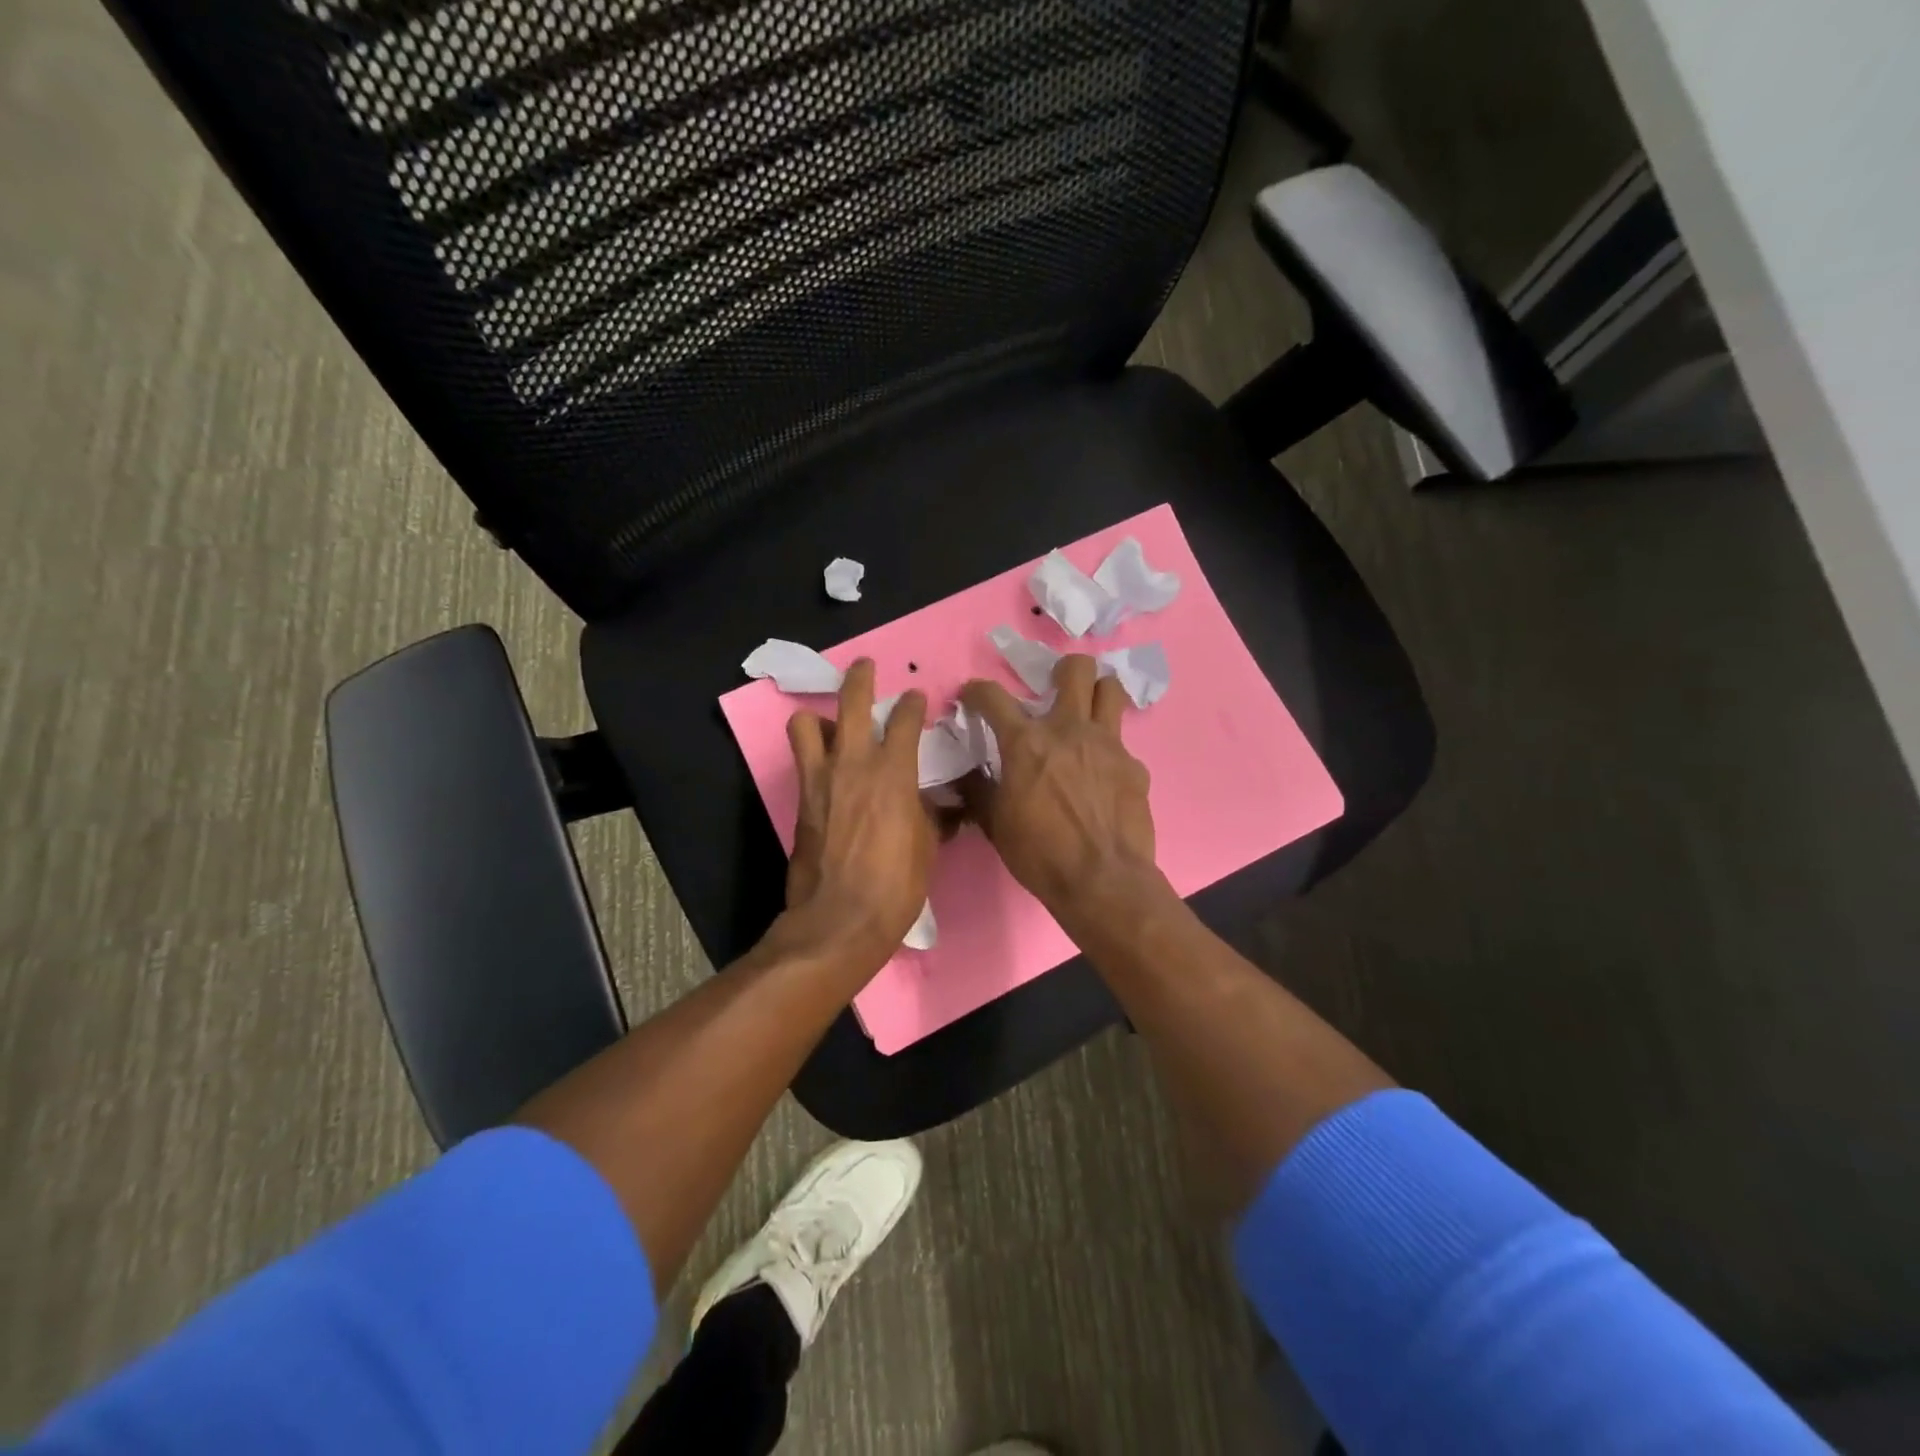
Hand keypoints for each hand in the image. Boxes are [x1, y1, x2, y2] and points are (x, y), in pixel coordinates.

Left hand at [784, 659, 933, 967]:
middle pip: (853, 701)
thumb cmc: (896, 886)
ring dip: (821, 717)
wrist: (840, 918)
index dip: (914, 704)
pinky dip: (812, 751)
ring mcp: (822, 778)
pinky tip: (825, 764)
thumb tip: (944, 808)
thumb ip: (933, 816)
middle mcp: (855, 763)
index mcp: (895, 773)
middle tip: (866, 667)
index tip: (918, 698)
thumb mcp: (928, 847)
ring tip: (834, 725)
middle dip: (861, 677)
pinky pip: (802, 759)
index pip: (906, 720)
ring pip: (807, 723)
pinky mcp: (801, 799)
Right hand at [959, 654, 1166, 925]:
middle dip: (1063, 669)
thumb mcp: (995, 823)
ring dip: (1097, 692)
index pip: (993, 696)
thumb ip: (979, 790)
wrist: (1102, 881)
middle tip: (1053, 688)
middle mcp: (1069, 730)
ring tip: (1086, 713)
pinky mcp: (1134, 766)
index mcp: (1027, 742)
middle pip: (1076, 668)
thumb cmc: (1040, 854)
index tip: (972, 696)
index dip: (977, 691)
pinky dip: (1109, 751)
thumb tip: (966, 775)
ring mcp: (1108, 745)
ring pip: (1110, 690)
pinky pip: (1122, 743)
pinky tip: (1103, 776)